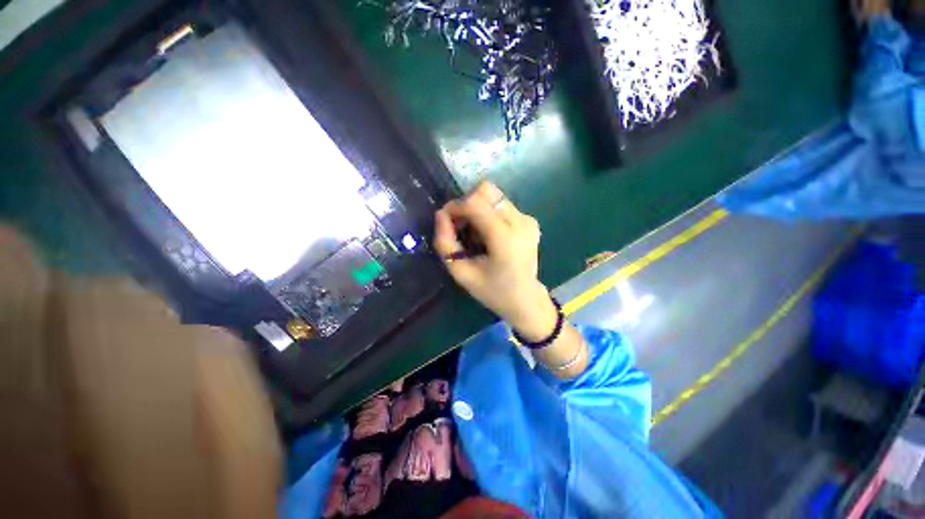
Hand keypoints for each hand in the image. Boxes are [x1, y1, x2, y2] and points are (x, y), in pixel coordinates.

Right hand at [433, 182, 552, 335]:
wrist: (525, 299)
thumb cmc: (492, 291)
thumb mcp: (461, 273)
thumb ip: (445, 244)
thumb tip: (441, 215)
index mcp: (505, 237)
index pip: (475, 202)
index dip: (455, 206)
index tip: (446, 221)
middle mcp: (520, 221)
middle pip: (486, 190)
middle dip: (466, 203)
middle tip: (460, 225)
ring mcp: (528, 219)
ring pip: (493, 196)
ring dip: (477, 208)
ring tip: (475, 234)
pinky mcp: (530, 220)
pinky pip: (502, 205)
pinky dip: (489, 213)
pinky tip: (490, 235)